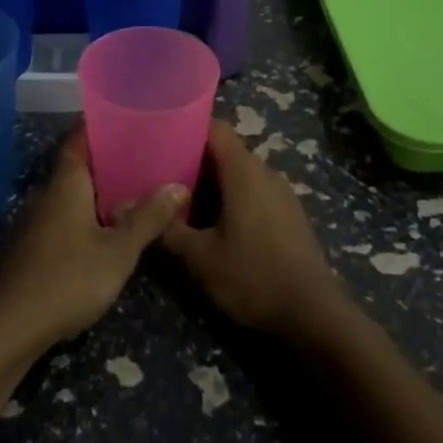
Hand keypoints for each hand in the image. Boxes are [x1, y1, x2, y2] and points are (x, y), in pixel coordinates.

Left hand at [0, 127, 183, 355]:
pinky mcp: (35, 247)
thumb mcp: (119, 251)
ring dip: (100, 190)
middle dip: (109, 158)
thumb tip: (178, 185)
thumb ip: (148, 218)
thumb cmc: (68, 278)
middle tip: (146, 154)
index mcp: (66, 183)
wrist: (10, 328)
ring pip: (73, 194)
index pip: (80, 138)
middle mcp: (48, 194)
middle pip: (79, 165)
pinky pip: (67, 216)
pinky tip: (111, 228)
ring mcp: (38, 221)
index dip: (101, 124)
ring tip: (137, 188)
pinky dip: (89, 214)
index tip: (129, 116)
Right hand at [159, 120, 350, 340]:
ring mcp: (282, 193)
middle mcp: (265, 172)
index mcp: (244, 171)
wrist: (314, 314)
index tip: (160, 140)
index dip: (186, 128)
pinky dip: (232, 199)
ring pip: (240, 174)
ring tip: (182, 203)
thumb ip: (167, 229)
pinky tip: (214, 225)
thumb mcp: (200, 257)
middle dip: (193, 161)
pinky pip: (255, 192)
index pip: (215, 127)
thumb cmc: (253, 276)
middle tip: (160, 178)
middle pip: (225, 151)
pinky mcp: (289, 214)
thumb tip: (129, 207)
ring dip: (212, 184)